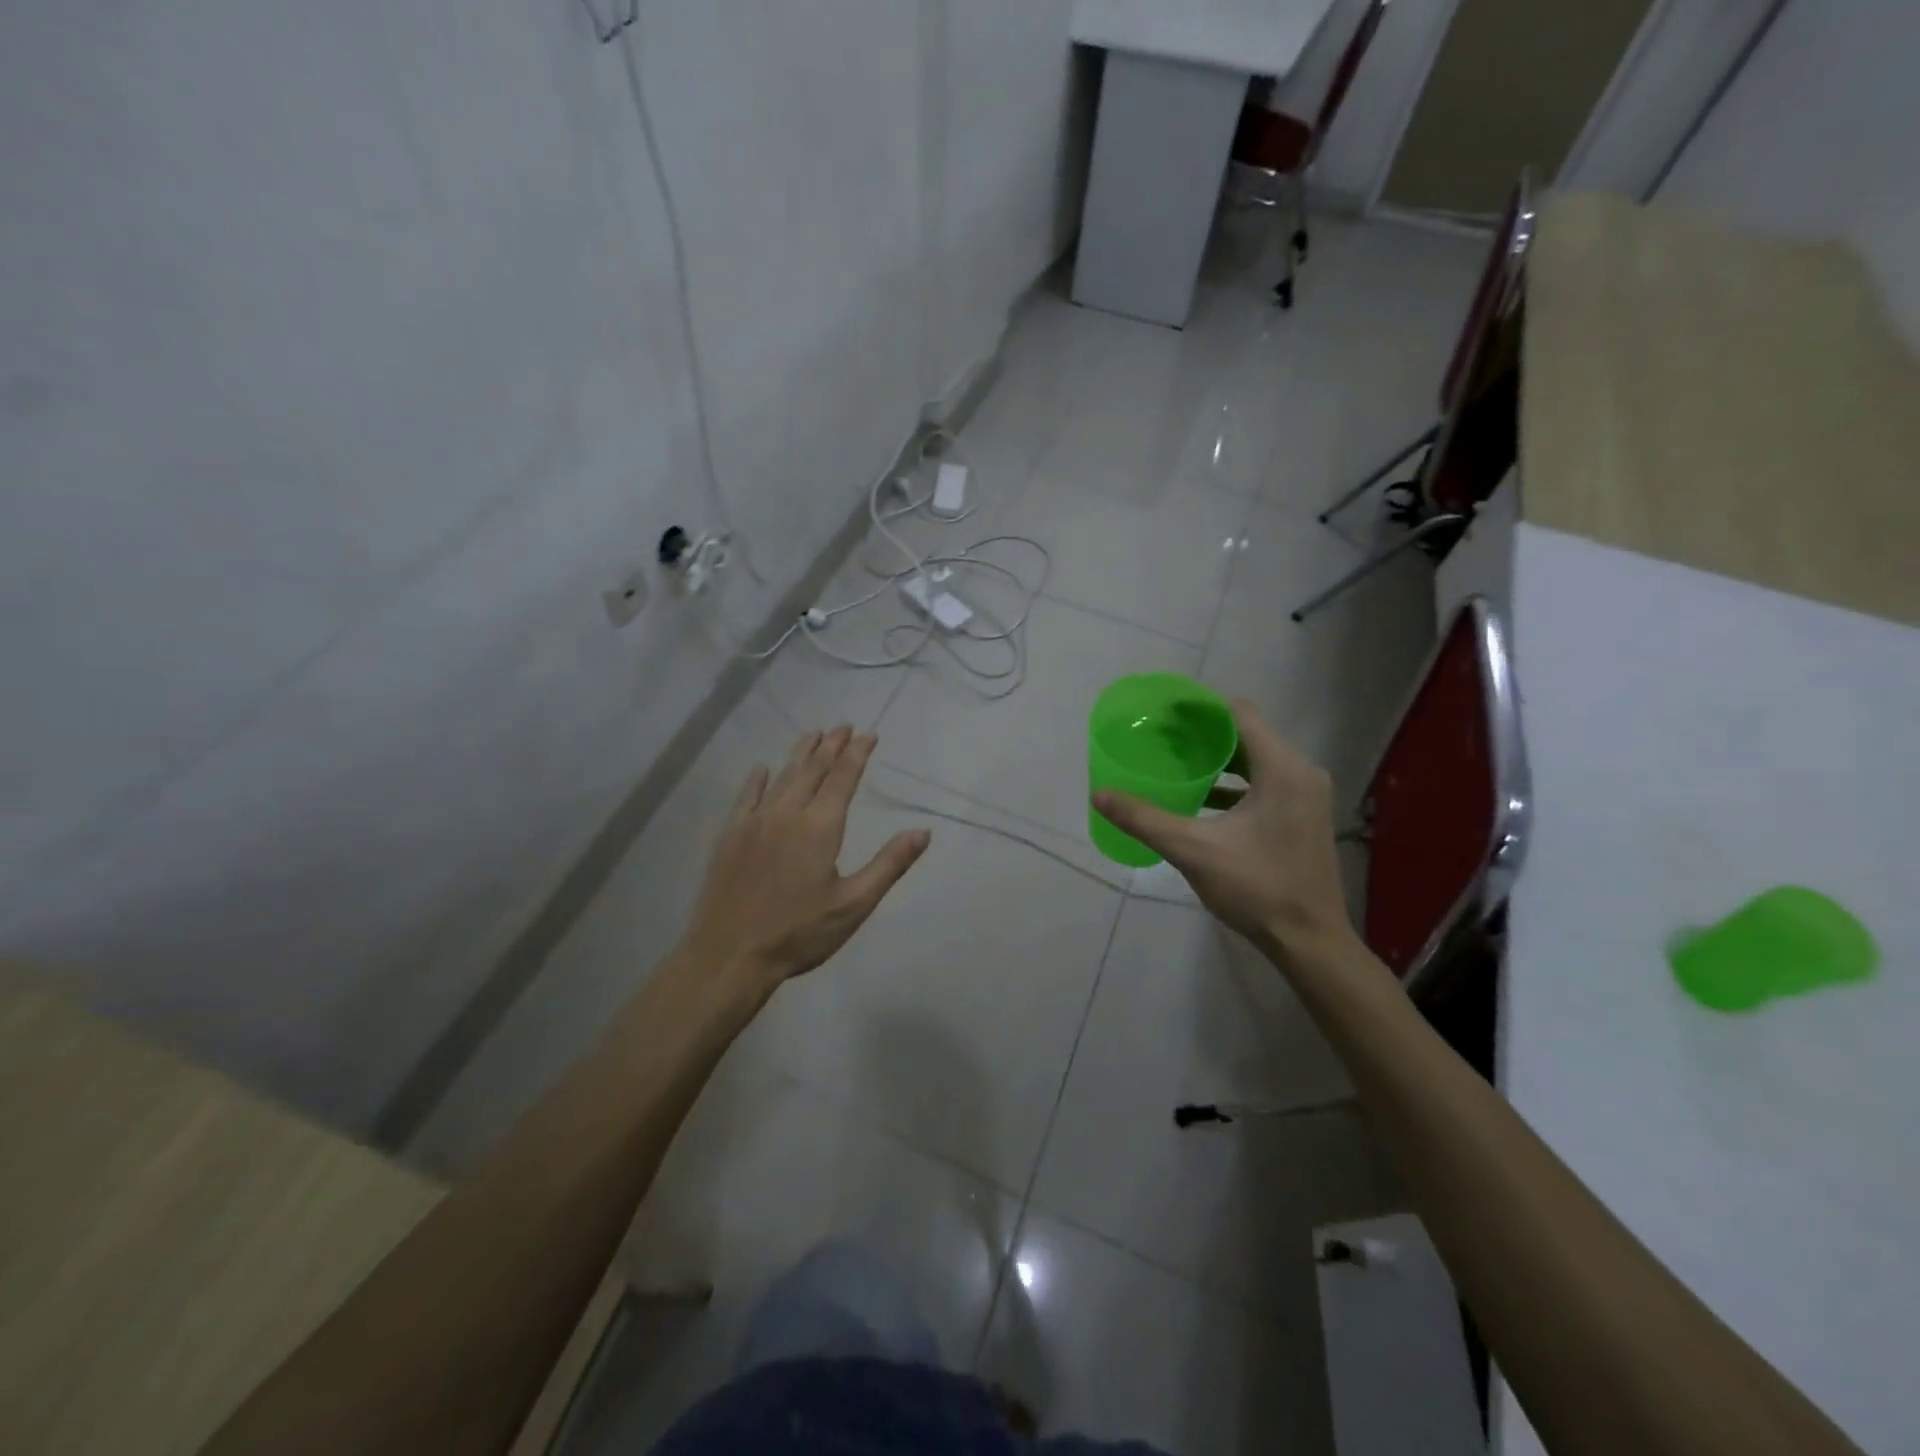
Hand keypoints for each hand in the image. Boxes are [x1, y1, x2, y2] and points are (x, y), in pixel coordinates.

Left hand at [679, 725, 929, 1001]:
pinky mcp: (730, 836)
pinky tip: (762, 769)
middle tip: (843, 726)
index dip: (857, 754)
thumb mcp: (854, 904)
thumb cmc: (799, 933)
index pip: (843, 778)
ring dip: (800, 753)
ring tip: (813, 734)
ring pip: (782, 776)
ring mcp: (754, 822)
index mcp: (820, 827)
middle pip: (812, 769)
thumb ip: (889, 864)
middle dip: (831, 746)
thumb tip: (923, 831)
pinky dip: (758, 779)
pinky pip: (746, 796)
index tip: (868, 735)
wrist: (729, 955)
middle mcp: (787, 813)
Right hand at [1092, 700, 1355, 959]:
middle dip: (1203, 732)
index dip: (1200, 707)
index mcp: (1283, 769)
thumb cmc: (1257, 888)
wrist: (1309, 941)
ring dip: (1218, 757)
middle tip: (1161, 736)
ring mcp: (1305, 795)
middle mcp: (1300, 772)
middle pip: (1247, 733)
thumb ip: (1145, 819)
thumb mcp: (1193, 850)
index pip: (1239, 714)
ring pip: (1256, 758)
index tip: (1163, 712)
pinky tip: (1199, 796)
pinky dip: (1232, 781)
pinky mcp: (1302, 815)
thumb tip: (1100, 795)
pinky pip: (1264, 781)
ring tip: (1174, 760)